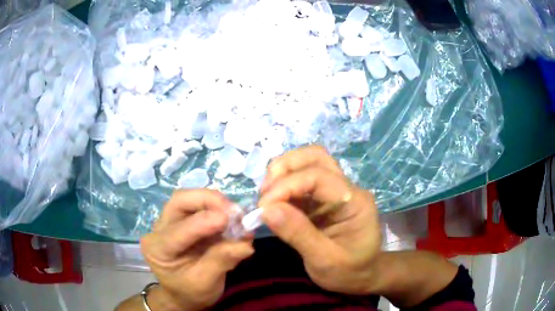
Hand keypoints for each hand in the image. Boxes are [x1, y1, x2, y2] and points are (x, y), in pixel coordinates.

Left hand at [140, 189, 253, 310]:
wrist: (183, 294)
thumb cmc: (190, 292)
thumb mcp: (205, 283)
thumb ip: (221, 261)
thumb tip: (245, 244)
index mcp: (158, 249)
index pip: (179, 230)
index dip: (204, 222)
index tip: (230, 219)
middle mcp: (159, 229)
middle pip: (180, 201)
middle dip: (208, 200)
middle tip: (233, 211)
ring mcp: (169, 222)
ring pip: (189, 199)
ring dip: (214, 203)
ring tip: (236, 216)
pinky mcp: (182, 220)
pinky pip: (198, 206)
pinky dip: (217, 209)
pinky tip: (231, 220)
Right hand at [259, 146, 381, 294]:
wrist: (361, 276)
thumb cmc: (349, 272)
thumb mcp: (325, 261)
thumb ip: (298, 234)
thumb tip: (266, 209)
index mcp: (355, 201)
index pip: (318, 176)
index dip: (286, 186)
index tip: (263, 207)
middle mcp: (346, 188)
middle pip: (315, 157)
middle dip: (285, 169)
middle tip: (264, 194)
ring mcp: (335, 191)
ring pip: (307, 163)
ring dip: (282, 174)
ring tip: (266, 198)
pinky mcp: (322, 198)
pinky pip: (301, 181)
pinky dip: (283, 186)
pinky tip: (273, 203)